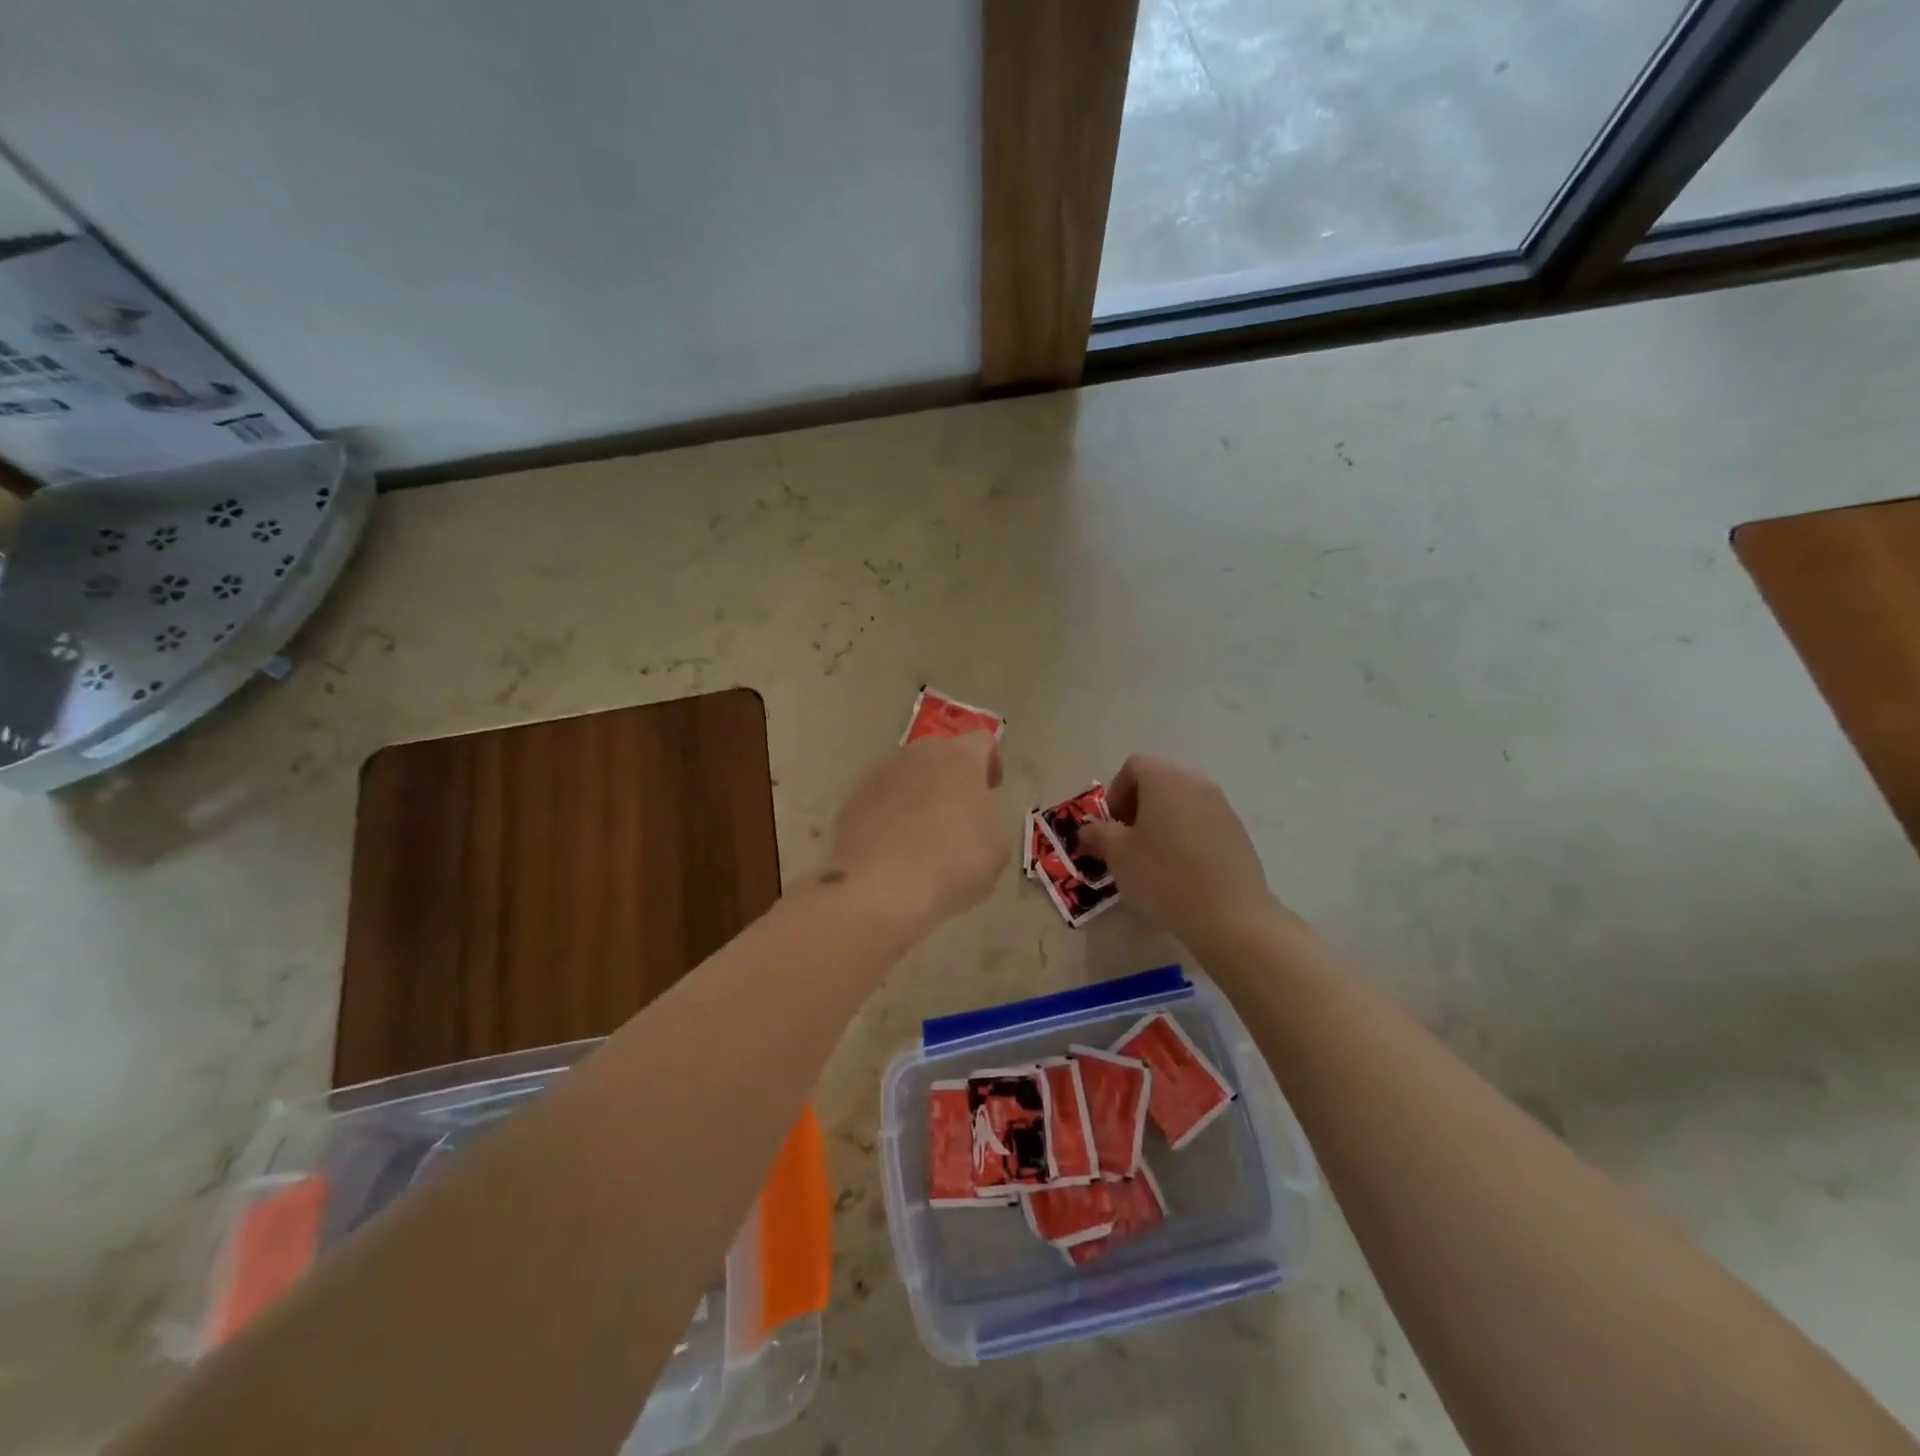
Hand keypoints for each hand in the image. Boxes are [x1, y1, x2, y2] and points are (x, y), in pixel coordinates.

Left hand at [828, 732, 1008, 925]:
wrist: (879, 890)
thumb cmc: (952, 864)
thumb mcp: (997, 848)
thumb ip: (989, 818)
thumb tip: (974, 817)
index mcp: (960, 757)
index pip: (982, 742)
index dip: (990, 763)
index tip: (992, 790)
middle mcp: (917, 755)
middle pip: (940, 756)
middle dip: (951, 779)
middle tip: (959, 815)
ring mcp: (878, 776)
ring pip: (907, 778)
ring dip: (919, 797)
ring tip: (924, 838)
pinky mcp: (851, 801)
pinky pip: (880, 802)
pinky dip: (890, 817)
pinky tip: (895, 851)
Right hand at [1080, 755, 1279, 943]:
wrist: (1229, 915)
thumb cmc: (1164, 875)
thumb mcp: (1117, 855)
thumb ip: (1098, 834)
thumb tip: (1087, 830)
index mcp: (1164, 779)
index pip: (1133, 767)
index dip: (1115, 793)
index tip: (1111, 826)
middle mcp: (1196, 783)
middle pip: (1159, 782)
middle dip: (1137, 808)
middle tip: (1127, 843)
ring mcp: (1222, 807)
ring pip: (1181, 804)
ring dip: (1162, 823)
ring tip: (1154, 860)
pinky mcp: (1238, 833)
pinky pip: (1202, 824)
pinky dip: (1186, 837)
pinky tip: (1182, 872)